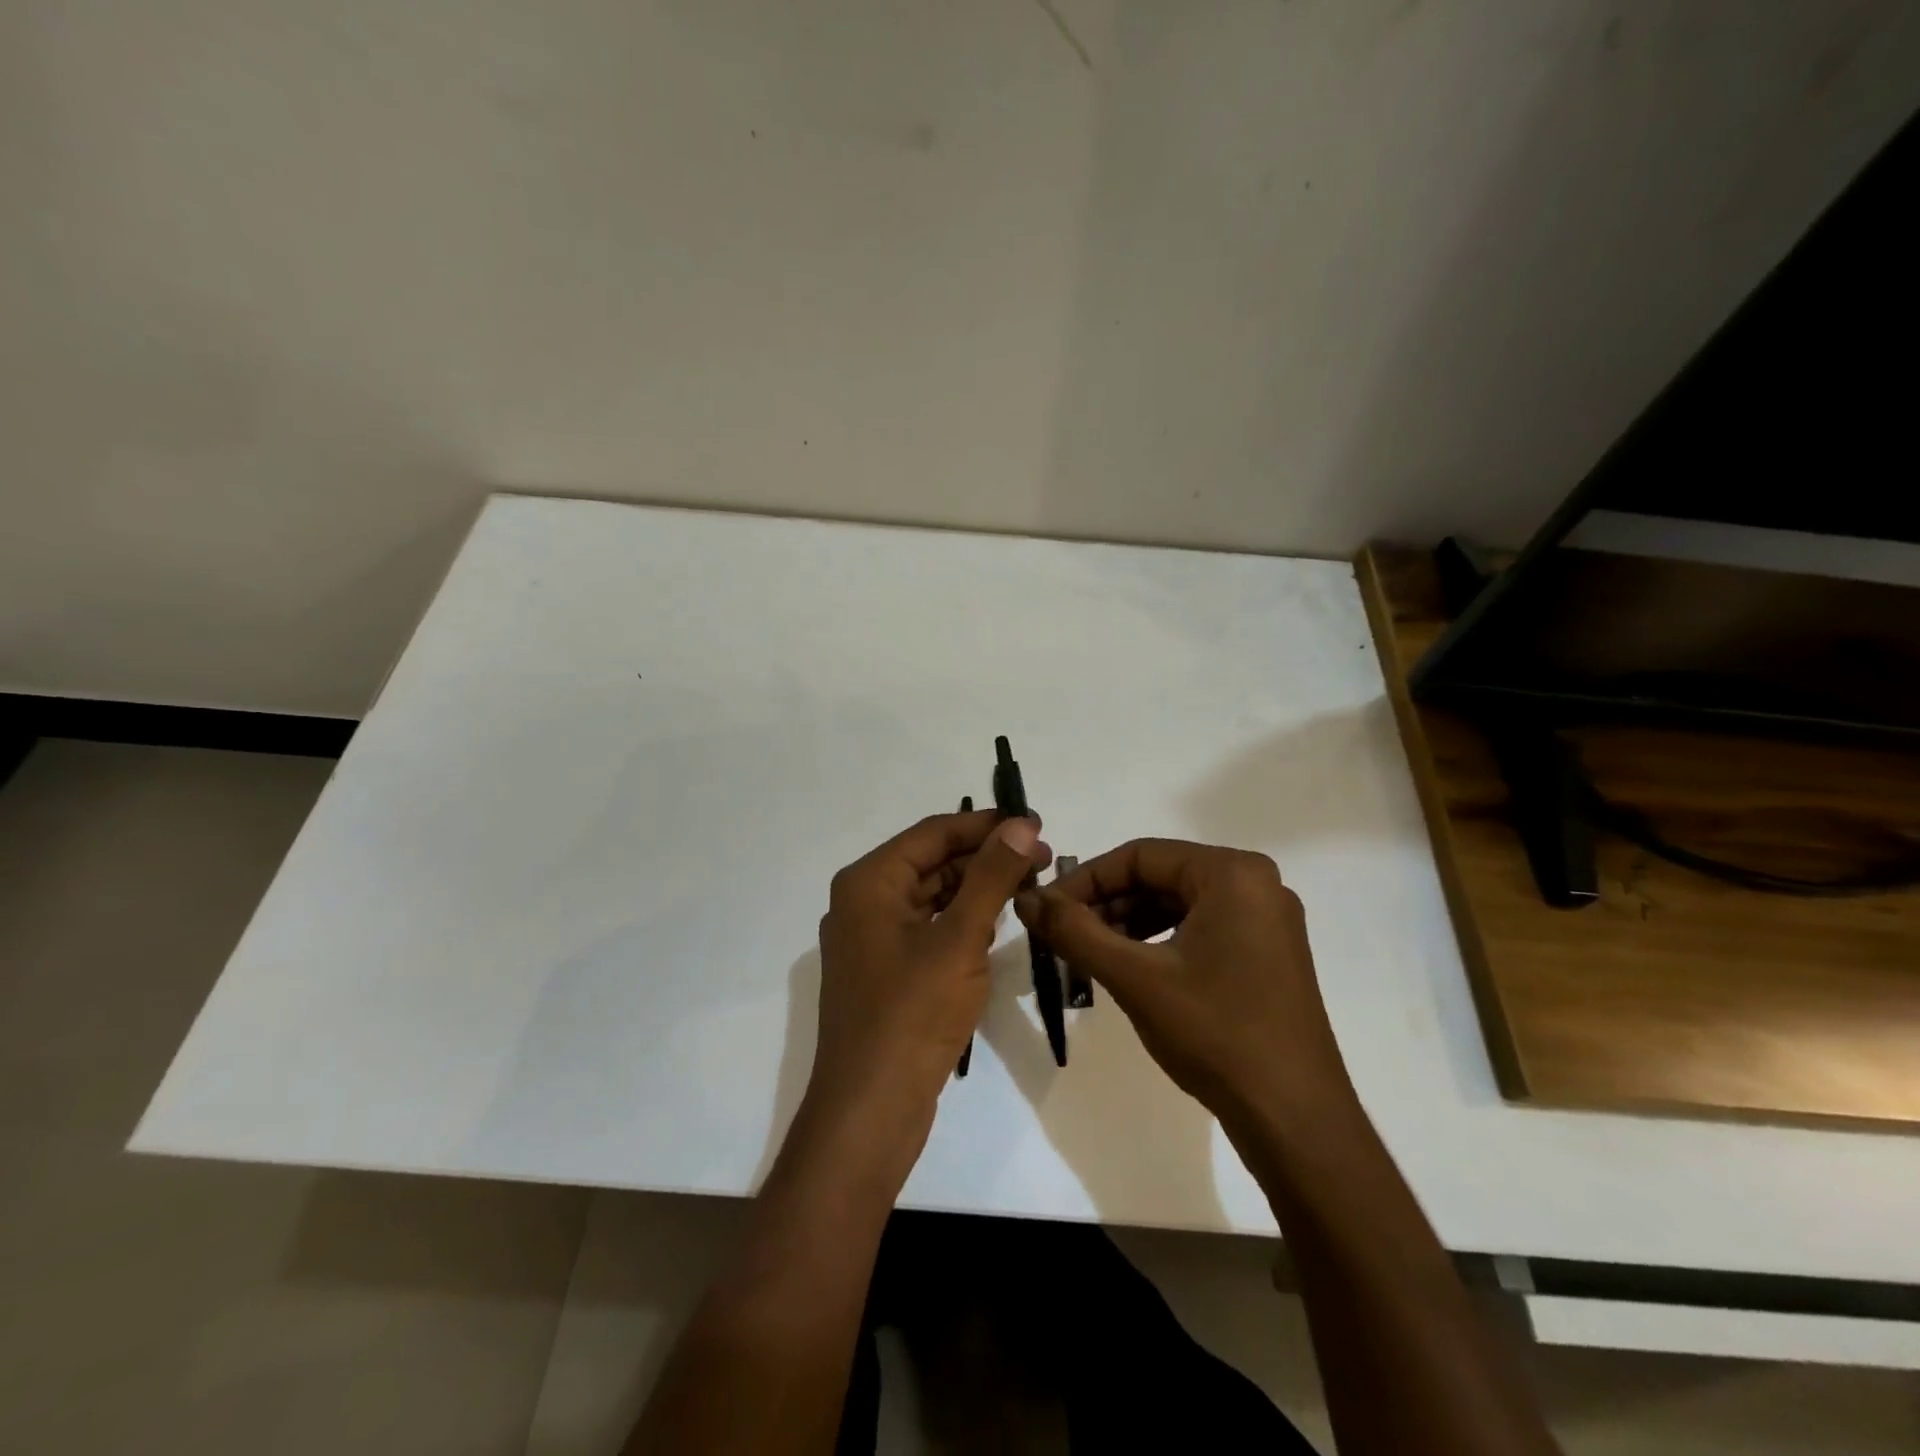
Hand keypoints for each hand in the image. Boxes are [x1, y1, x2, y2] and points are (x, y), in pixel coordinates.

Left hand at [806, 810, 1049, 1163]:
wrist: (870, 1111)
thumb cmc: (912, 1015)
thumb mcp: (960, 939)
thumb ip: (991, 877)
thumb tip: (1019, 824)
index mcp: (869, 882)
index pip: (933, 833)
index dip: (985, 824)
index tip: (1035, 823)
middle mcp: (864, 902)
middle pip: (932, 862)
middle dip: (986, 857)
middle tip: (1043, 857)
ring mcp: (873, 939)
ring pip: (933, 896)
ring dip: (978, 888)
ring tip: (1030, 885)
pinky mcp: (887, 971)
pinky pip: (929, 928)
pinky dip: (963, 921)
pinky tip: (1000, 923)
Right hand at [1016, 839, 1351, 1131]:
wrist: (1295, 1121)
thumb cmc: (1216, 1034)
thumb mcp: (1135, 978)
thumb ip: (1075, 932)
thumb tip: (1026, 899)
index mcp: (1232, 873)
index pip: (1140, 855)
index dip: (1086, 880)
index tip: (1046, 909)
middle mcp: (1255, 884)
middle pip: (1160, 877)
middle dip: (1106, 903)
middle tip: (1062, 934)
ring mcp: (1266, 920)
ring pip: (1177, 904)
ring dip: (1128, 924)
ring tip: (1087, 953)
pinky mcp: (1266, 953)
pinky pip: (1200, 928)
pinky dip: (1158, 941)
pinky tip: (1128, 968)